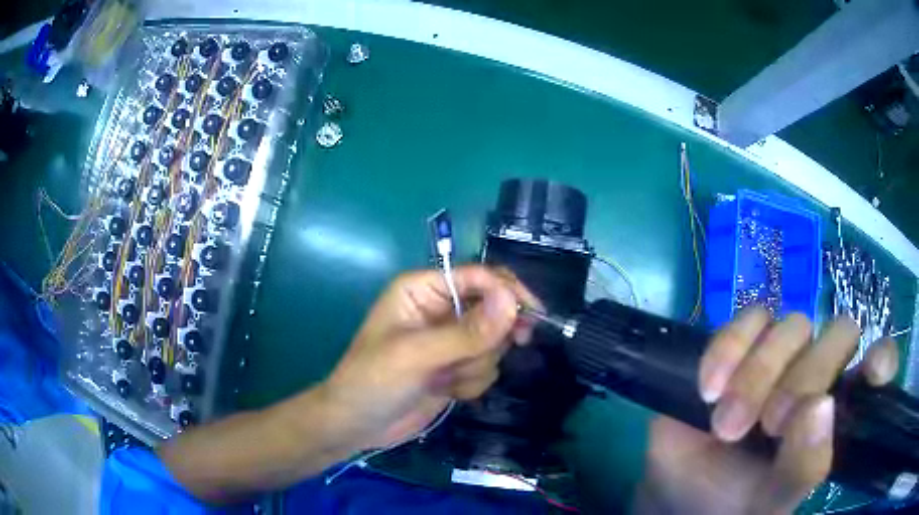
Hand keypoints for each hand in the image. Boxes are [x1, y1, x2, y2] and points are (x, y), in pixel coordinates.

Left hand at [320, 265, 539, 450]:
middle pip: (494, 309)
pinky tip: (447, 391)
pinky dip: (472, 382)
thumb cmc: (374, 380)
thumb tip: (512, 299)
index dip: (507, 291)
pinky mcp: (456, 367)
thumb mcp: (417, 355)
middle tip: (491, 354)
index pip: (478, 277)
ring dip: (475, 366)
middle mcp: (440, 308)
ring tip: (445, 379)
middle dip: (490, 338)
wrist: (359, 426)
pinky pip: (487, 366)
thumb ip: (467, 331)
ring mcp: (450, 340)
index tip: (532, 315)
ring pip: (493, 342)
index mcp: (423, 289)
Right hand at [634, 308, 899, 514]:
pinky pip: (747, 319)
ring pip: (793, 324)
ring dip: (758, 374)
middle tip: (769, 426)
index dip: (882, 357)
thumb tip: (819, 407)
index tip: (874, 373)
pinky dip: (728, 350)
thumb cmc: (736, 503)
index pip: (879, 363)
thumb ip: (805, 465)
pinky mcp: (740, 344)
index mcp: (838, 410)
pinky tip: (708, 390)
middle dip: (805, 378)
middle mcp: (819, 373)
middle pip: (837, 333)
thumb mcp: (774, 498)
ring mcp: (781, 355)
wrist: (680, 493)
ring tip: (727, 426)